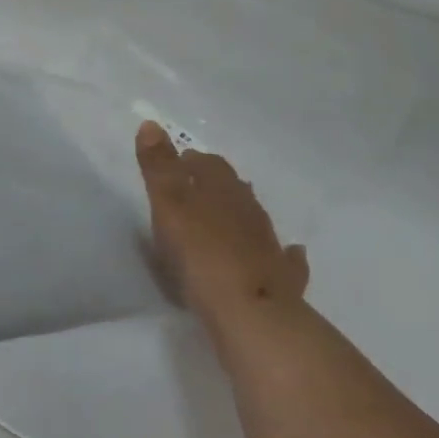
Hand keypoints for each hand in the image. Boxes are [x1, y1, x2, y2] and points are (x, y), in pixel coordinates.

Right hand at [135, 121, 309, 338]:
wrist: (251, 314)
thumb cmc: (201, 254)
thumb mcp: (169, 206)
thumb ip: (159, 167)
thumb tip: (150, 123)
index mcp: (222, 188)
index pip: (208, 164)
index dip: (191, 162)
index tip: (177, 166)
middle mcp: (249, 210)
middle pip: (233, 188)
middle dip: (215, 186)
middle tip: (195, 192)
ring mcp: (269, 244)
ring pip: (255, 219)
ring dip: (241, 215)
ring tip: (226, 220)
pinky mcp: (281, 279)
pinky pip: (284, 259)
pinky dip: (282, 254)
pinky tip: (288, 254)